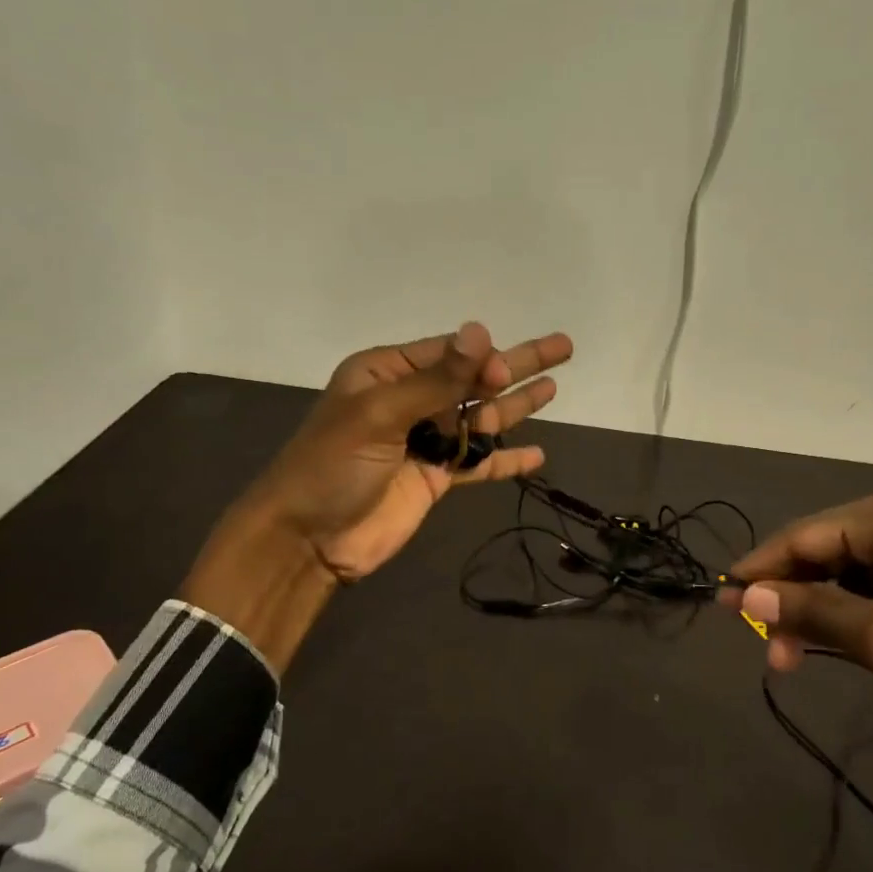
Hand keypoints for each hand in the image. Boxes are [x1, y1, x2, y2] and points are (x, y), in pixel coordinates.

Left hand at [248, 321, 571, 579]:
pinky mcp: (436, 478)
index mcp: (386, 374)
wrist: (308, 540)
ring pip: (482, 419)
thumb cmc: (332, 466)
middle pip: (474, 380)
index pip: (448, 354)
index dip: (483, 358)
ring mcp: (425, 441)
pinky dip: (507, 460)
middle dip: (517, 365)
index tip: (506, 370)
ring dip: (517, 406)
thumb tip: (480, 331)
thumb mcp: (380, 414)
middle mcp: (410, 401)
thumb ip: (436, 379)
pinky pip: (479, 463)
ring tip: (555, 388)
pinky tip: (538, 455)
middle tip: (564, 347)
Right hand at [723, 483, 872, 871]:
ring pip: (851, 572)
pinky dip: (857, 615)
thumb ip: (812, 612)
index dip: (758, 572)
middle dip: (791, 599)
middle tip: (767, 652)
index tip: (720, 605)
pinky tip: (844, 646)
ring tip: (799, 659)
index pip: (803, 536)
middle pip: (825, 552)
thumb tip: (743, 594)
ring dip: (822, 612)